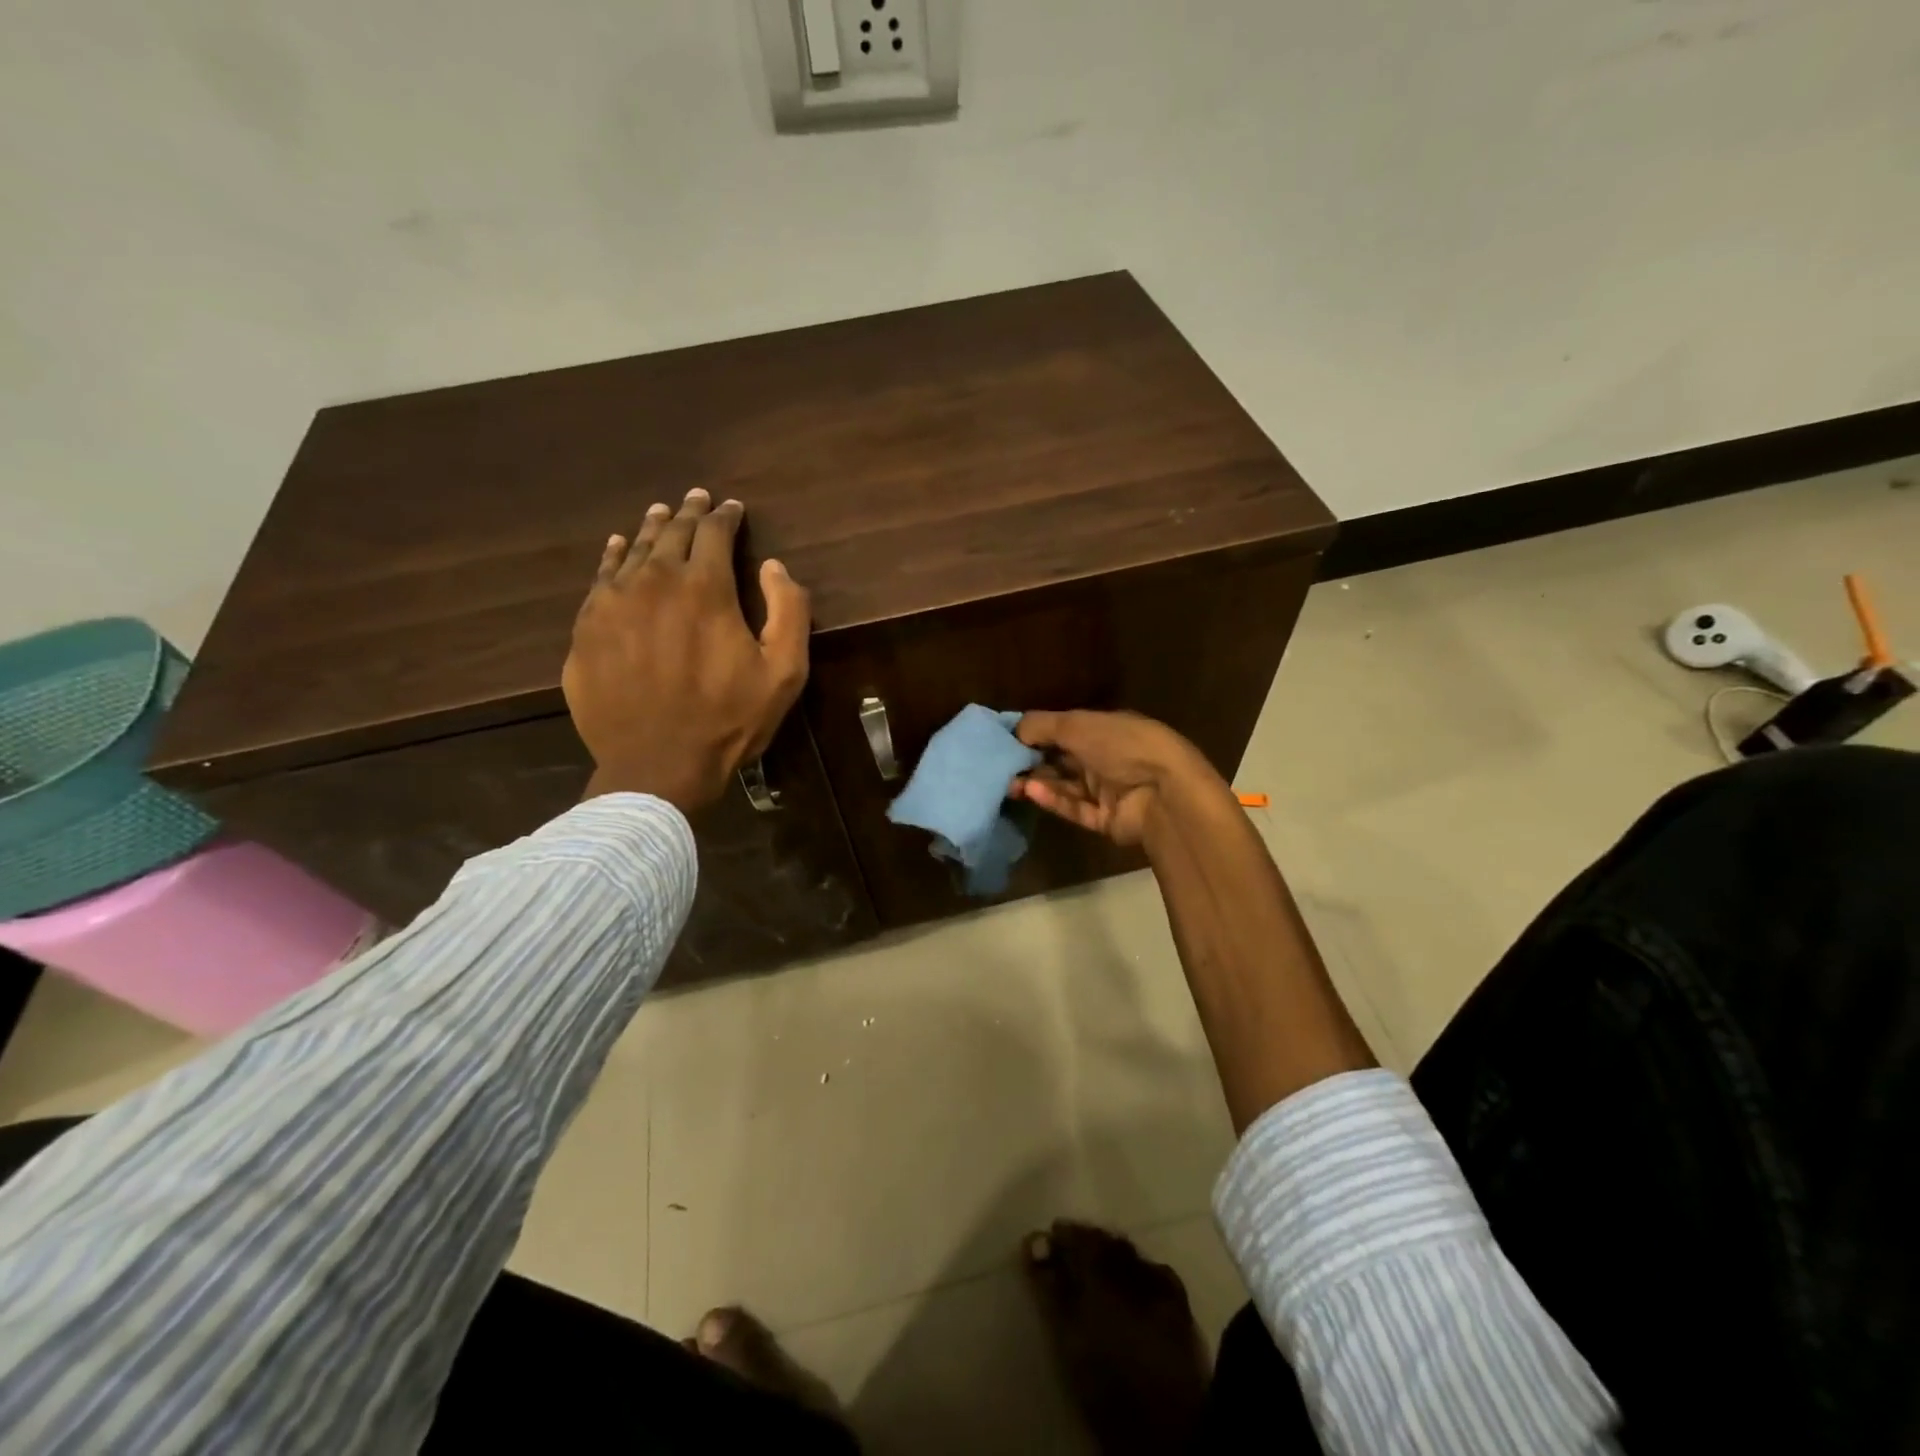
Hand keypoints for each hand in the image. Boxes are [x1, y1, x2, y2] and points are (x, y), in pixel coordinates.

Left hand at [563, 488, 809, 812]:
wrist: (656, 765)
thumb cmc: (728, 720)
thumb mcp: (783, 672)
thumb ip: (788, 611)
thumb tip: (773, 566)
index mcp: (704, 588)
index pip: (714, 533)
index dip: (726, 516)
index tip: (732, 508)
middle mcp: (654, 582)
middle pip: (672, 534)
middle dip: (689, 514)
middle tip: (697, 499)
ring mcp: (612, 603)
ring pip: (634, 551)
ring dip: (652, 529)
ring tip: (661, 514)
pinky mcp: (586, 628)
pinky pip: (600, 578)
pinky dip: (614, 557)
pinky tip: (619, 548)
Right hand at [1009, 710, 1220, 847]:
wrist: (1164, 792)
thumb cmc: (1122, 745)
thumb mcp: (1077, 724)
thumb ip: (1041, 726)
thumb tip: (1013, 730)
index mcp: (1105, 728)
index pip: (1063, 729)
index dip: (1035, 734)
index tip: (1004, 740)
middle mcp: (1105, 757)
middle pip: (1060, 760)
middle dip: (1031, 762)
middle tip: (1000, 767)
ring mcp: (1106, 790)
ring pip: (1064, 786)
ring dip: (1037, 783)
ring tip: (1010, 783)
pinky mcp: (1104, 819)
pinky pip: (1073, 808)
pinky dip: (1053, 800)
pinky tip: (1031, 792)